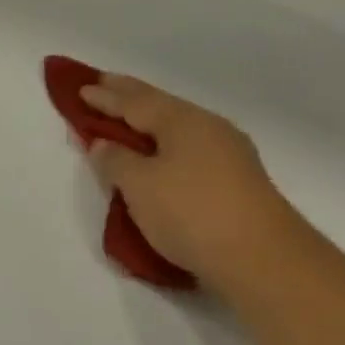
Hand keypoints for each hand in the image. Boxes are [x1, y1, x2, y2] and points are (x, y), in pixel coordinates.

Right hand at [81, 74, 304, 292]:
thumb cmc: (192, 213)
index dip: (106, 97)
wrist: (263, 261)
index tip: (81, 88)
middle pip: (160, 107)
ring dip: (148, 123)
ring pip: (177, 129)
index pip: (135, 102)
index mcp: (183, 121)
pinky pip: (189, 150)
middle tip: (103, 83)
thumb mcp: (139, 185)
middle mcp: (209, 129)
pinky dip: (165, 146)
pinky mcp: (237, 182)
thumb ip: (115, 160)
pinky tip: (160, 154)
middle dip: (129, 97)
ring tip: (127, 120)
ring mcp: (229, 155)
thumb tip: (104, 144)